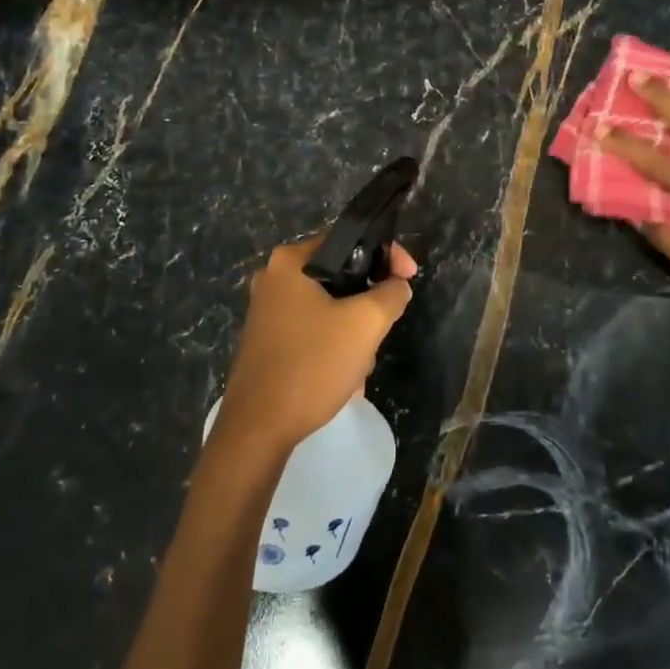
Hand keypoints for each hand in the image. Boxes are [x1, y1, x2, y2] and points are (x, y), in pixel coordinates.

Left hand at [216, 236, 416, 448]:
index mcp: (290, 261)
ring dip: (353, 331)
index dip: (387, 255)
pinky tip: (343, 375)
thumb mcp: (365, 324)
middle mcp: (274, 278)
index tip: (410, 278)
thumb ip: (391, 294)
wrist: (259, 428)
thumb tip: (397, 286)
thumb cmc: (312, 364)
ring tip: (360, 363)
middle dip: (368, 304)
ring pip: (330, 306)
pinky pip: (314, 329)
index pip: (349, 240)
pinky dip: (334, 346)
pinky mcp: (268, 340)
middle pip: (341, 276)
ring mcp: (268, 311)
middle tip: (383, 328)